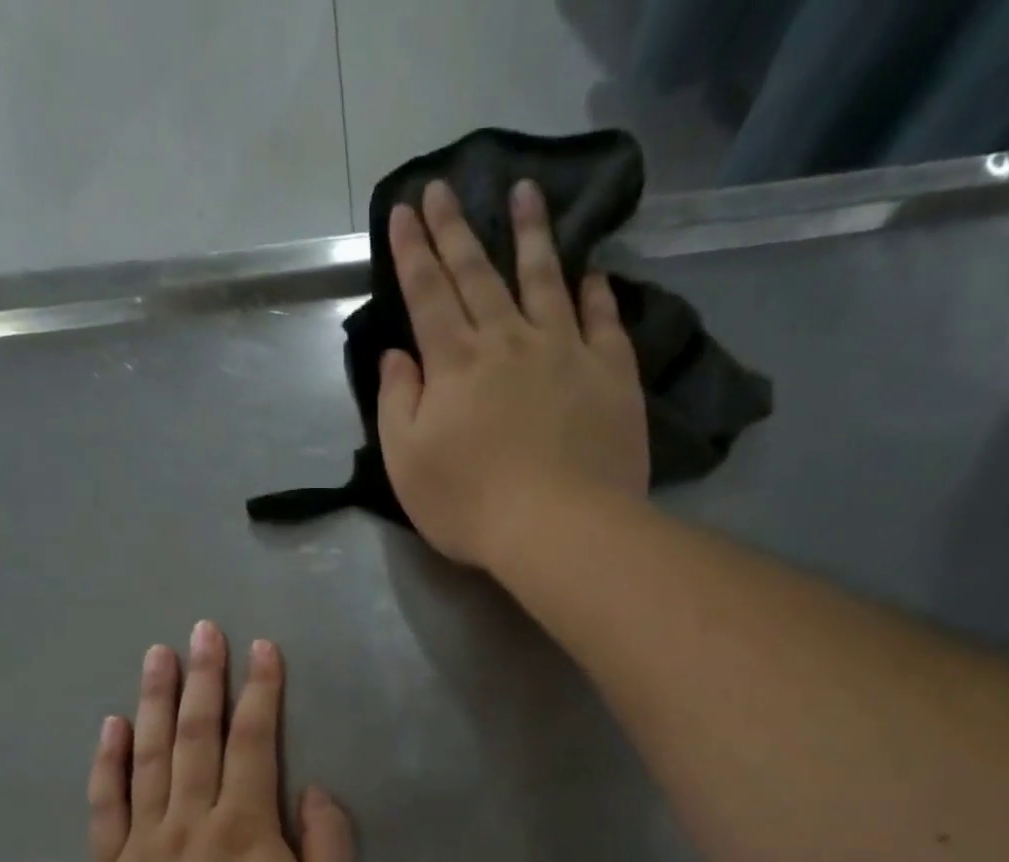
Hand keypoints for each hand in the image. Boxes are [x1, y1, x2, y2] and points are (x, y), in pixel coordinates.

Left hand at [88, 622, 354, 861]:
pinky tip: (111, 726)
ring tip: (157, 655)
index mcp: (245, 827)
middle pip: (197, 736)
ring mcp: (145, 841)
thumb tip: (311, 791)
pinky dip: (107, 764)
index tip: (261, 649)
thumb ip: (329, 844)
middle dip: (204, 678)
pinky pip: (105, 807)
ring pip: (148, 758)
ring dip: (155, 702)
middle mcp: (191, 820)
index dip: (260, 692)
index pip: (253, 742)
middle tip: (202, 630)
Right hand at [377, 178, 649, 569]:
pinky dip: (595, 292)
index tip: (404, 209)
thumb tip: (398, 356)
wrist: (559, 528)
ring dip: (532, 234)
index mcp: (455, 363)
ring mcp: (565, 351)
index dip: (413, 250)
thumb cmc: (470, 504)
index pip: (427, 293)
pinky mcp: (610, 373)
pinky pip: (602, 320)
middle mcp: (508, 340)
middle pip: (478, 274)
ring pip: (544, 278)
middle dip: (457, 229)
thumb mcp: (408, 463)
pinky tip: (592, 273)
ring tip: (528, 191)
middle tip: (446, 185)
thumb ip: (399, 403)